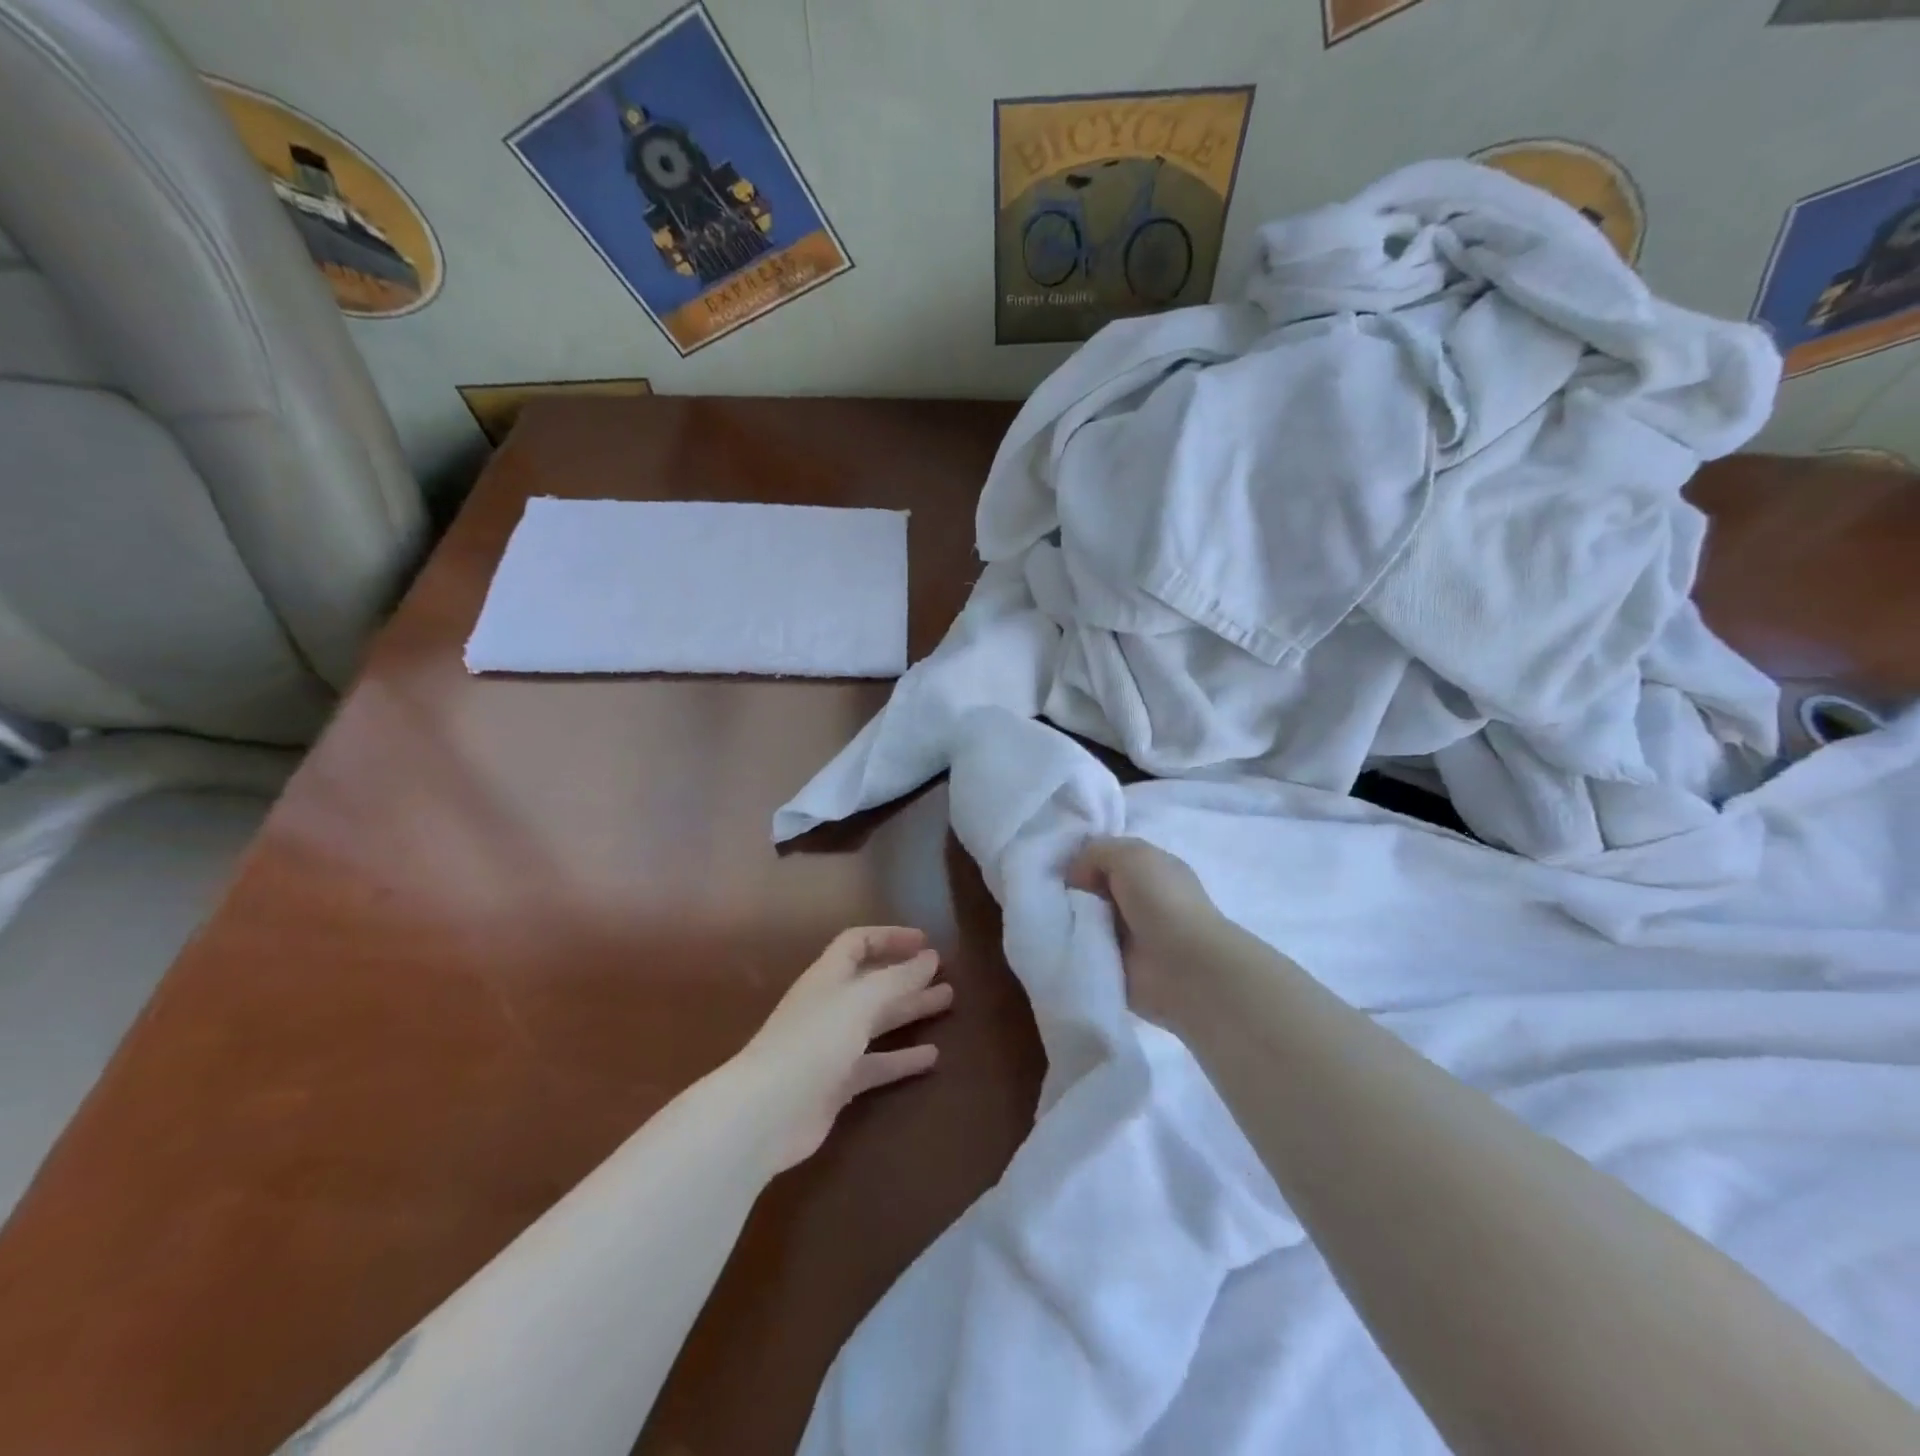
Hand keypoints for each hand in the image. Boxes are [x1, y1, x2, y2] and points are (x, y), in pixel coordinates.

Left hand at [732, 927, 952, 1172]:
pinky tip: (933, 1057)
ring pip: (878, 1021)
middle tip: (945, 972)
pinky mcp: (837, 1084)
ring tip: (947, 1001)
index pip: (858, 943)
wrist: (767, 1113)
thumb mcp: (861, 1001)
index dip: (889, 937)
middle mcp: (830, 1006)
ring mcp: (832, 1046)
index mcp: (828, 977)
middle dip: (907, 975)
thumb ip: (897, 979)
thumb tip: (929, 958)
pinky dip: (902, 1059)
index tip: (925, 942)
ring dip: (910, 1010)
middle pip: (873, 982)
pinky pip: (877, 1064)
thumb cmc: (813, 1042)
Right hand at [1068, 836, 1221, 1029]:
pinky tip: (1060, 941)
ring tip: (1052, 918)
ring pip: (1086, 918)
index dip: (1083, 859)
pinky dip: (1073, 945)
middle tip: (1050, 894)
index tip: (1059, 868)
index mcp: (1152, 868)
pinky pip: (1085, 948)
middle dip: (1072, 890)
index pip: (1108, 857)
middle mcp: (1142, 898)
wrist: (1184, 966)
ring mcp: (1130, 934)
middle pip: (1093, 888)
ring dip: (1070, 918)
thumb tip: (1074, 875)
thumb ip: (1097, 851)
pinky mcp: (1118, 964)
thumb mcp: (1130, 855)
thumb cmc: (1162, 900)